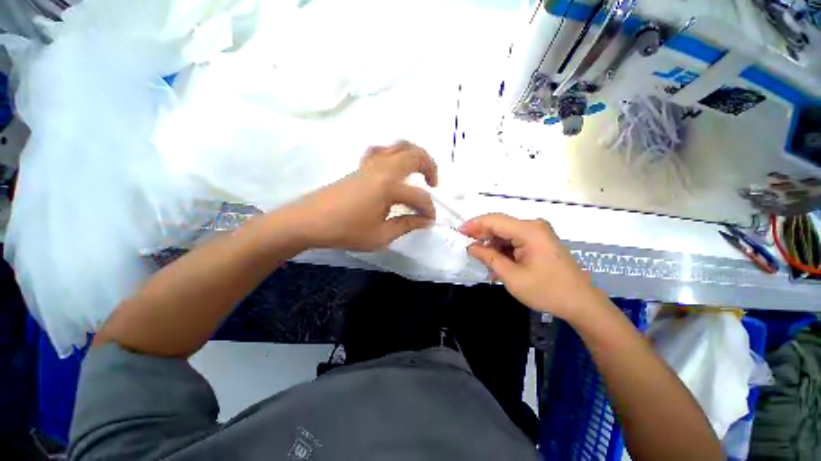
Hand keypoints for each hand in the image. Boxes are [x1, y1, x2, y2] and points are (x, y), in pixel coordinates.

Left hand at [282, 141, 438, 250]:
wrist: (309, 221)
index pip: (419, 196)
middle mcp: (382, 169)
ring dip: (414, 155)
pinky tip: (394, 169)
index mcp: (388, 187)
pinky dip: (395, 155)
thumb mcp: (380, 236)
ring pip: (399, 146)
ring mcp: (370, 165)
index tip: (430, 221)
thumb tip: (425, 221)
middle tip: (433, 184)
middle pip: (415, 155)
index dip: (428, 210)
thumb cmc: (345, 231)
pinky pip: (382, 151)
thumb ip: (406, 225)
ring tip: (418, 171)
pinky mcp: (361, 167)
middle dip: (430, 166)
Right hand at [459, 213, 604, 321]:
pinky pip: (514, 240)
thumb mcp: (512, 276)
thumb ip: (488, 257)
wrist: (581, 303)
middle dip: (481, 235)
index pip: (494, 220)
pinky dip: (503, 249)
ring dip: (492, 245)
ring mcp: (538, 233)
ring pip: (505, 233)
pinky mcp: (539, 241)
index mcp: (528, 231)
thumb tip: (471, 247)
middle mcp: (533, 226)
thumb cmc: (547, 291)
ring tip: (483, 261)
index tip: (458, 234)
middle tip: (467, 248)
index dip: (473, 225)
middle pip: (499, 225)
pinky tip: (497, 263)